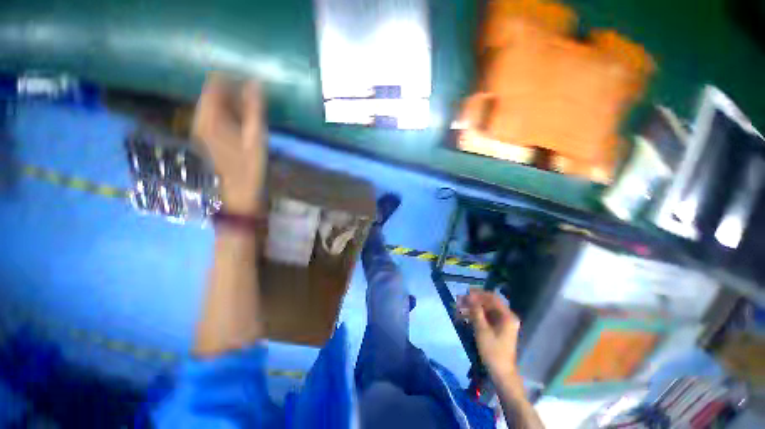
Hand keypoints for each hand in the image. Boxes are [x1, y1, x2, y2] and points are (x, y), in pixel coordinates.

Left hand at [193, 74, 266, 214]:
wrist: (234, 198)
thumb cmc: (248, 170)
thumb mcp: (255, 140)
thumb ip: (253, 111)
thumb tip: (255, 83)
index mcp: (210, 118)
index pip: (214, 85)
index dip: (231, 80)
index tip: (248, 85)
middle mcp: (199, 121)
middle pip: (211, 96)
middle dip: (232, 95)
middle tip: (252, 104)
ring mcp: (198, 132)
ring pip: (211, 109)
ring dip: (230, 108)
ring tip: (248, 117)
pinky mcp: (202, 143)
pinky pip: (212, 121)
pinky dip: (225, 120)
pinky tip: (238, 129)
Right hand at [458, 290, 520, 380]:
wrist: (501, 373)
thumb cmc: (493, 351)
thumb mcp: (482, 329)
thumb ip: (476, 310)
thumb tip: (470, 295)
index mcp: (507, 316)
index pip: (492, 298)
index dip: (478, 294)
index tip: (465, 293)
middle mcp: (506, 317)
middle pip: (488, 303)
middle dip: (473, 301)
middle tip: (459, 301)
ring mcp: (502, 323)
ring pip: (485, 310)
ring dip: (472, 308)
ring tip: (458, 309)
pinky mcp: (497, 329)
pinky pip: (485, 318)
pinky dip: (475, 316)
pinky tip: (463, 317)